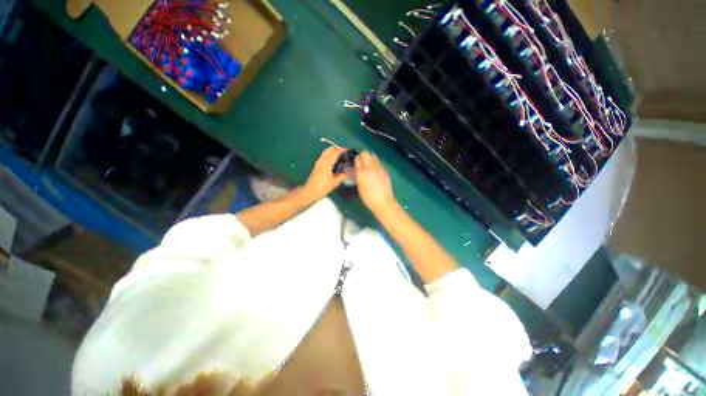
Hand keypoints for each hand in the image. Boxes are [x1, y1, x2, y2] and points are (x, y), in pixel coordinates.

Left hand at [303, 147, 349, 199]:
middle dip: (339, 149)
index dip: (343, 150)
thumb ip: (344, 174)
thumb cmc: (323, 187)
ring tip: (342, 157)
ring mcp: (319, 162)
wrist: (310, 192)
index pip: (336, 152)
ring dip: (334, 151)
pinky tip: (335, 161)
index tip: (350, 151)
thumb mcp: (335, 182)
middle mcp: (322, 160)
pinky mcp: (317, 165)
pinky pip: (324, 156)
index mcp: (327, 163)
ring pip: (327, 151)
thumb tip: (352, 170)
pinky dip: (330, 155)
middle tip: (346, 154)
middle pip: (331, 149)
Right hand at [355, 151, 396, 212]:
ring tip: (370, 166)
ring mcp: (378, 168)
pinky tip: (376, 171)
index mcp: (361, 173)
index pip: (357, 159)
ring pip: (373, 156)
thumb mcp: (359, 187)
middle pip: (365, 153)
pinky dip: (376, 164)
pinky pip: (379, 163)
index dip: (356, 160)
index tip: (357, 163)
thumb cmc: (368, 198)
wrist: (383, 202)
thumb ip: (358, 176)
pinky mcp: (384, 170)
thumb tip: (358, 171)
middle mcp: (369, 168)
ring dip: (370, 158)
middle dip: (363, 156)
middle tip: (363, 162)